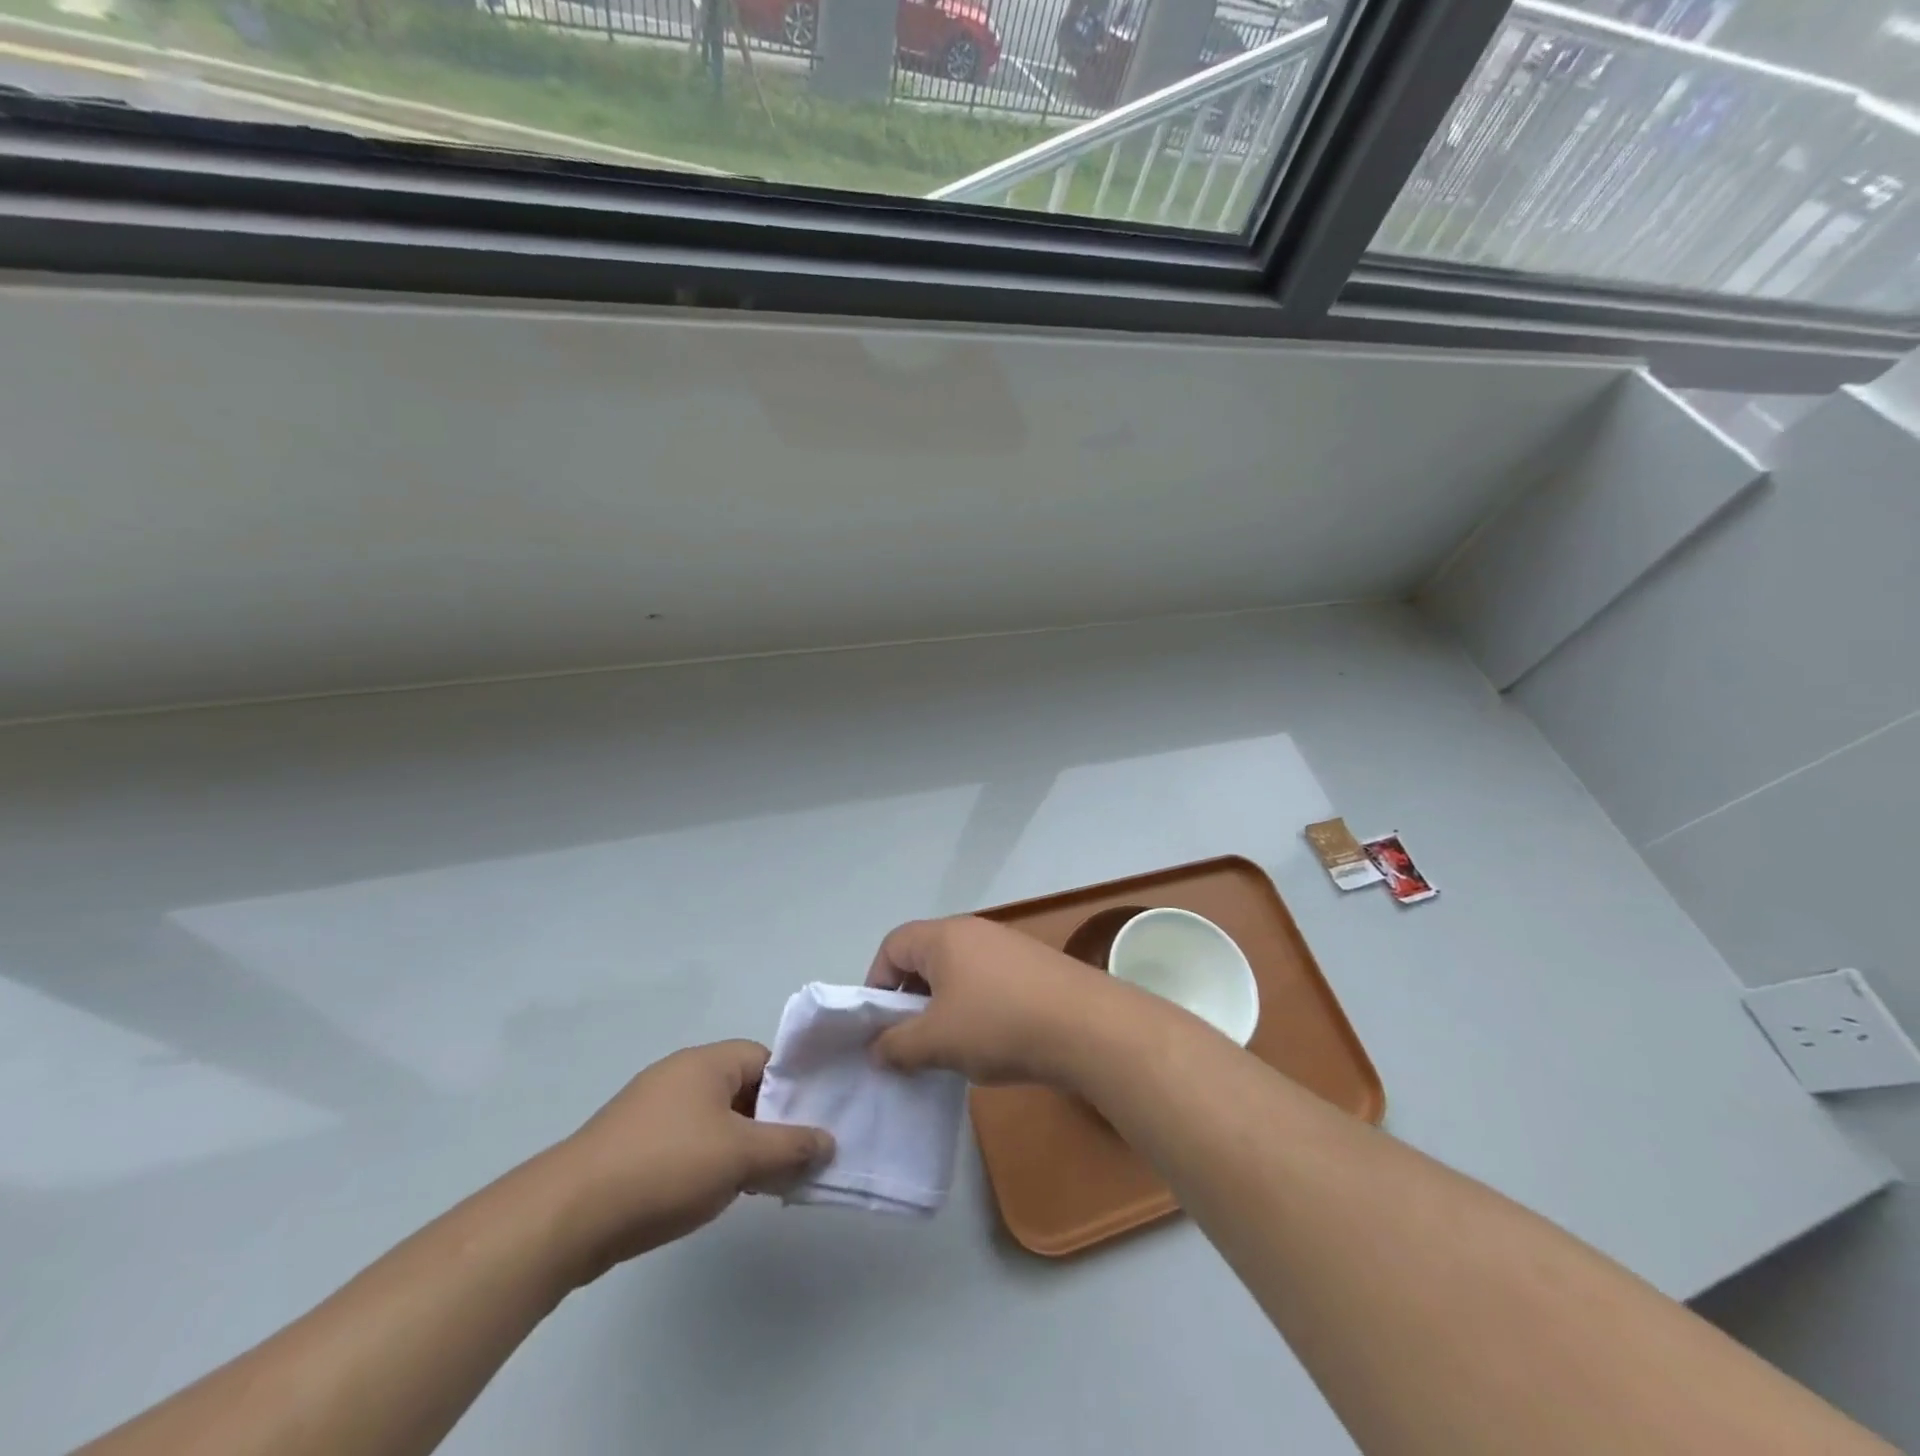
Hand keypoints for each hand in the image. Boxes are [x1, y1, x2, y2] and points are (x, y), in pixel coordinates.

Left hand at [552, 1041, 832, 1281]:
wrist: (568, 1216)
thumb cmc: (666, 1167)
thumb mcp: (740, 1156)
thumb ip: (790, 1146)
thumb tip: (829, 1141)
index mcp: (707, 1062)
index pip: (766, 1060)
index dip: (793, 1088)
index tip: (812, 1123)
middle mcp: (680, 1075)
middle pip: (743, 1089)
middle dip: (769, 1123)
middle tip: (793, 1157)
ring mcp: (652, 1110)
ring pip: (715, 1120)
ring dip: (740, 1147)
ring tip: (760, 1182)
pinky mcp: (633, 1145)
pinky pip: (687, 1143)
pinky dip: (708, 1163)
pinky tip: (715, 1195)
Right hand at [865, 916, 1118, 1086]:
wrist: (1087, 1026)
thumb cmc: (999, 1025)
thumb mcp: (936, 1041)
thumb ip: (896, 1045)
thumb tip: (876, 1048)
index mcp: (944, 936)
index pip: (892, 946)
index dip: (876, 983)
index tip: (878, 1025)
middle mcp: (974, 931)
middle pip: (925, 957)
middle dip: (910, 999)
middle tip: (910, 1040)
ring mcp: (1008, 946)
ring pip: (958, 972)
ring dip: (944, 1007)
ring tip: (950, 1047)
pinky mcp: (1033, 966)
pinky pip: (988, 982)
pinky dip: (976, 1008)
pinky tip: (990, 1042)